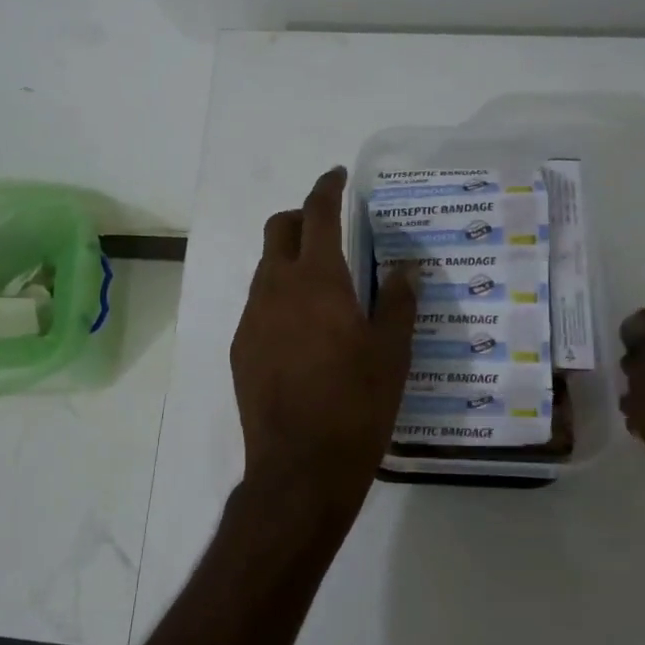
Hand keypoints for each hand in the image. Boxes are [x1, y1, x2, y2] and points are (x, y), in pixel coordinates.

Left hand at [230, 167, 417, 528]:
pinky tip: (302, 331)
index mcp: (317, 280)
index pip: (317, 213)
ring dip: (289, 260)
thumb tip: (404, 269)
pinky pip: (259, 304)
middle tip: (329, 230)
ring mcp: (252, 318)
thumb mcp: (392, 353)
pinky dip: (279, 297)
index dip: (326, 187)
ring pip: (265, 268)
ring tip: (322, 287)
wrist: (299, 469)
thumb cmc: (356, 405)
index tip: (336, 175)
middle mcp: (276, 288)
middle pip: (278, 230)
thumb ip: (398, 302)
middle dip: (301, 218)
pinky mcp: (240, 348)